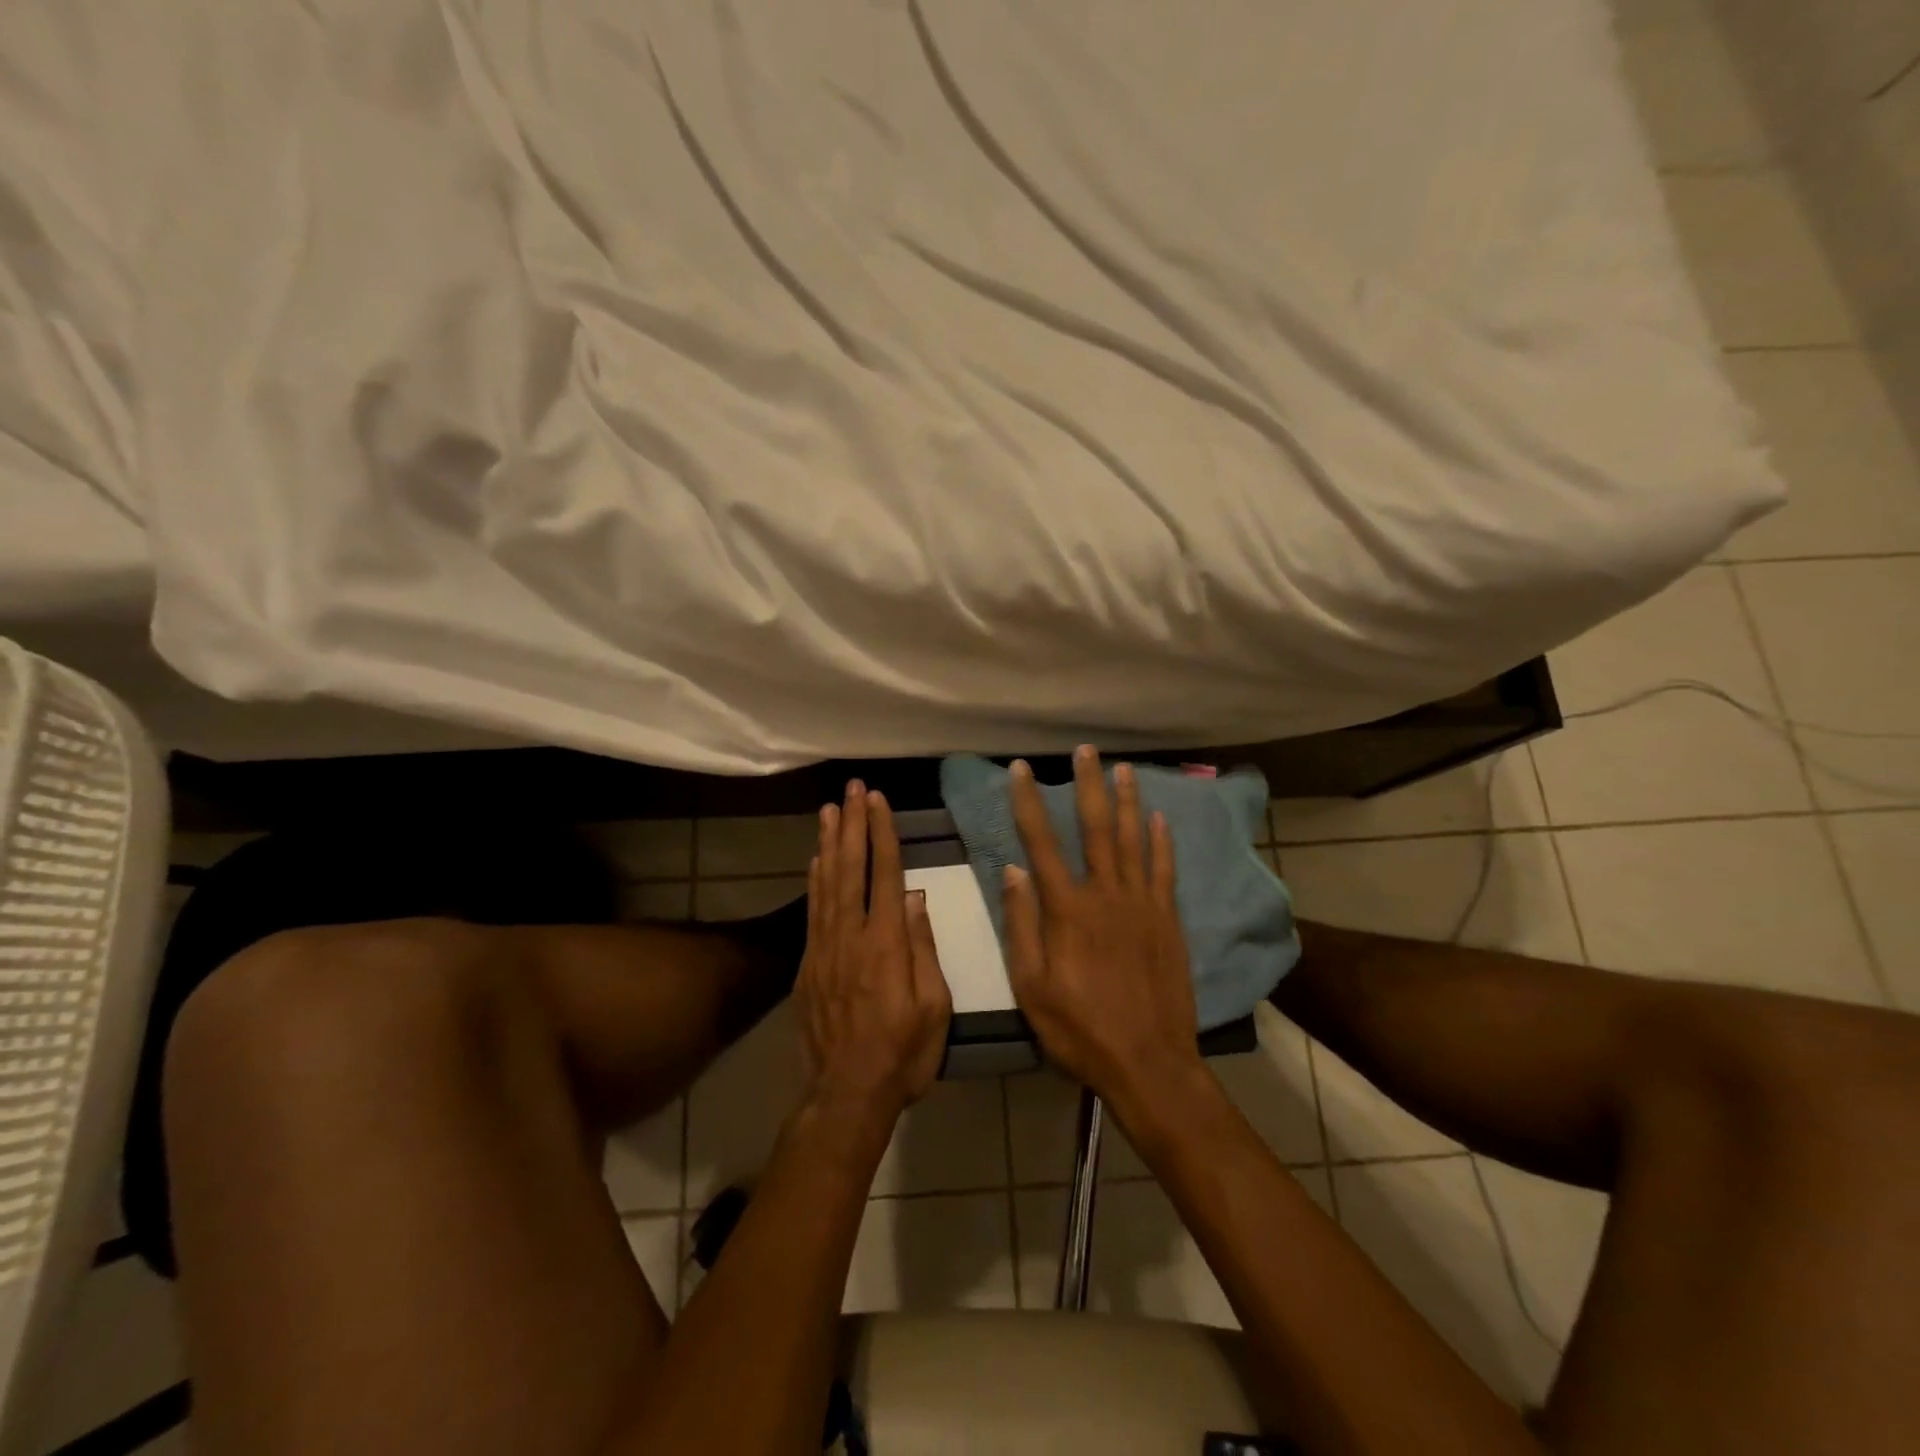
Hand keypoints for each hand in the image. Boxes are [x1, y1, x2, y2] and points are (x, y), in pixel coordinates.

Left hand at [795, 782, 951, 1121]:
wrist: (847, 1094)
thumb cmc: (903, 1053)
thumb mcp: (934, 1006)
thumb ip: (922, 947)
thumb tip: (913, 896)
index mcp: (886, 944)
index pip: (884, 875)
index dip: (881, 834)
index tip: (877, 800)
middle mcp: (850, 937)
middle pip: (850, 869)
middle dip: (852, 825)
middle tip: (851, 789)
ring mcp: (824, 950)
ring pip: (825, 884)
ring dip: (829, 844)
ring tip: (829, 810)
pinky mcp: (808, 965)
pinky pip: (811, 912)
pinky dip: (813, 881)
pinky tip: (815, 861)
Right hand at [1002, 746, 1203, 1105]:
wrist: (1150, 1063)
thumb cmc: (1080, 1030)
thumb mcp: (1032, 987)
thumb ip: (1022, 926)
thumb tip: (1012, 870)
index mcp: (1068, 911)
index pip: (1042, 843)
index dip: (1028, 802)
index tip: (1021, 770)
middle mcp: (1106, 895)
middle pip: (1095, 829)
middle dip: (1087, 786)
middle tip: (1085, 750)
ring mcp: (1143, 906)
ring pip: (1134, 841)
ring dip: (1127, 801)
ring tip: (1123, 768)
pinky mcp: (1169, 921)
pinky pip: (1166, 871)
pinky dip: (1162, 842)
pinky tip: (1160, 818)